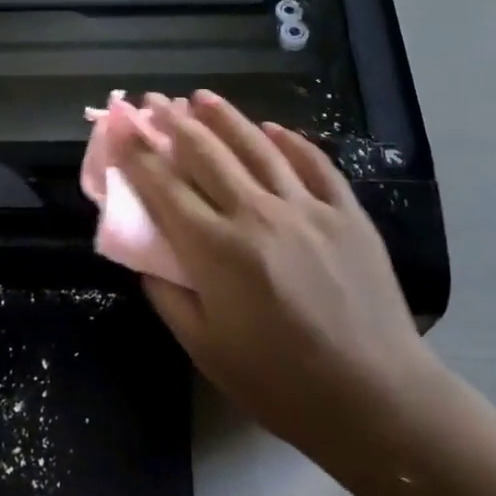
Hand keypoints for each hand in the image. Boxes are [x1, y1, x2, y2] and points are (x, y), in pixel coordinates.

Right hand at [115, 91, 436, 467]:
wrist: (375, 399)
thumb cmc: (280, 383)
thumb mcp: (205, 349)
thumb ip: (168, 296)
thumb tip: (149, 258)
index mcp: (216, 250)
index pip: (165, 186)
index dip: (137, 152)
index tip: (120, 126)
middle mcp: (257, 214)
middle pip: (207, 154)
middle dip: (174, 122)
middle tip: (154, 100)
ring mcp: (307, 208)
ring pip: (257, 147)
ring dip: (225, 117)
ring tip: (201, 96)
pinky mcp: (347, 212)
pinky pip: (314, 164)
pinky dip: (290, 141)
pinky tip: (272, 128)